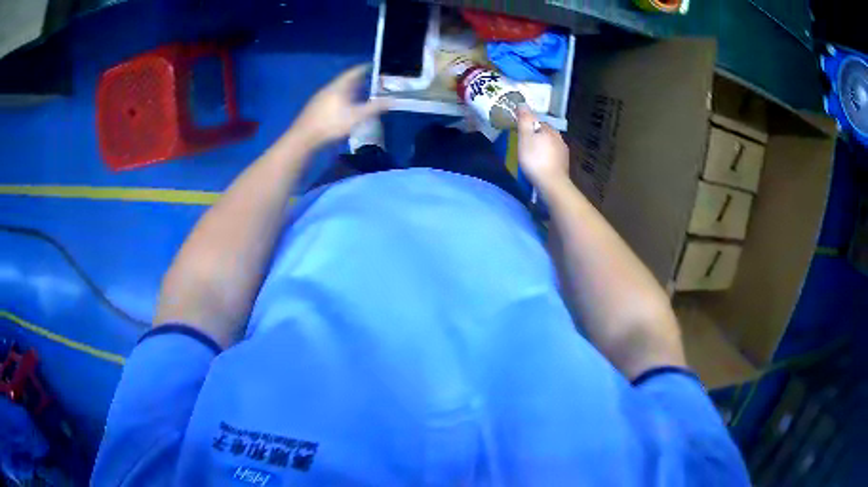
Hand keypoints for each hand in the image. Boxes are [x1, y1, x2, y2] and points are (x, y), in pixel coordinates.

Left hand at [293, 65, 389, 145]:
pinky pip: (332, 97)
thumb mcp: (357, 116)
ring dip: (350, 90)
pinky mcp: (315, 107)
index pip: (355, 71)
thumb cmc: (332, 124)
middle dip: (360, 80)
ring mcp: (320, 97)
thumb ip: (375, 108)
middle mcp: (329, 87)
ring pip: (339, 89)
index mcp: (340, 85)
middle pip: (346, 80)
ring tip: (361, 94)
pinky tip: (345, 107)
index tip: (376, 66)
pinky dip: (342, 98)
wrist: (304, 137)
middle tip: (372, 81)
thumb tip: (393, 100)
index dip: (366, 67)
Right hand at [517, 106, 569, 191]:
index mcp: (550, 130)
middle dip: (536, 137)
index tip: (520, 133)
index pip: (538, 122)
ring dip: (542, 148)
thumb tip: (522, 103)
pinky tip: (541, 164)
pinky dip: (547, 157)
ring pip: (550, 145)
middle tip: (524, 145)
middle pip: (545, 133)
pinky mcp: (564, 165)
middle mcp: (559, 138)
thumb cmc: (535, 159)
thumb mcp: (525, 137)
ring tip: (532, 156)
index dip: (528, 126)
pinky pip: (553, 156)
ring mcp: (563, 152)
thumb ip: (525, 120)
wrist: (551, 183)